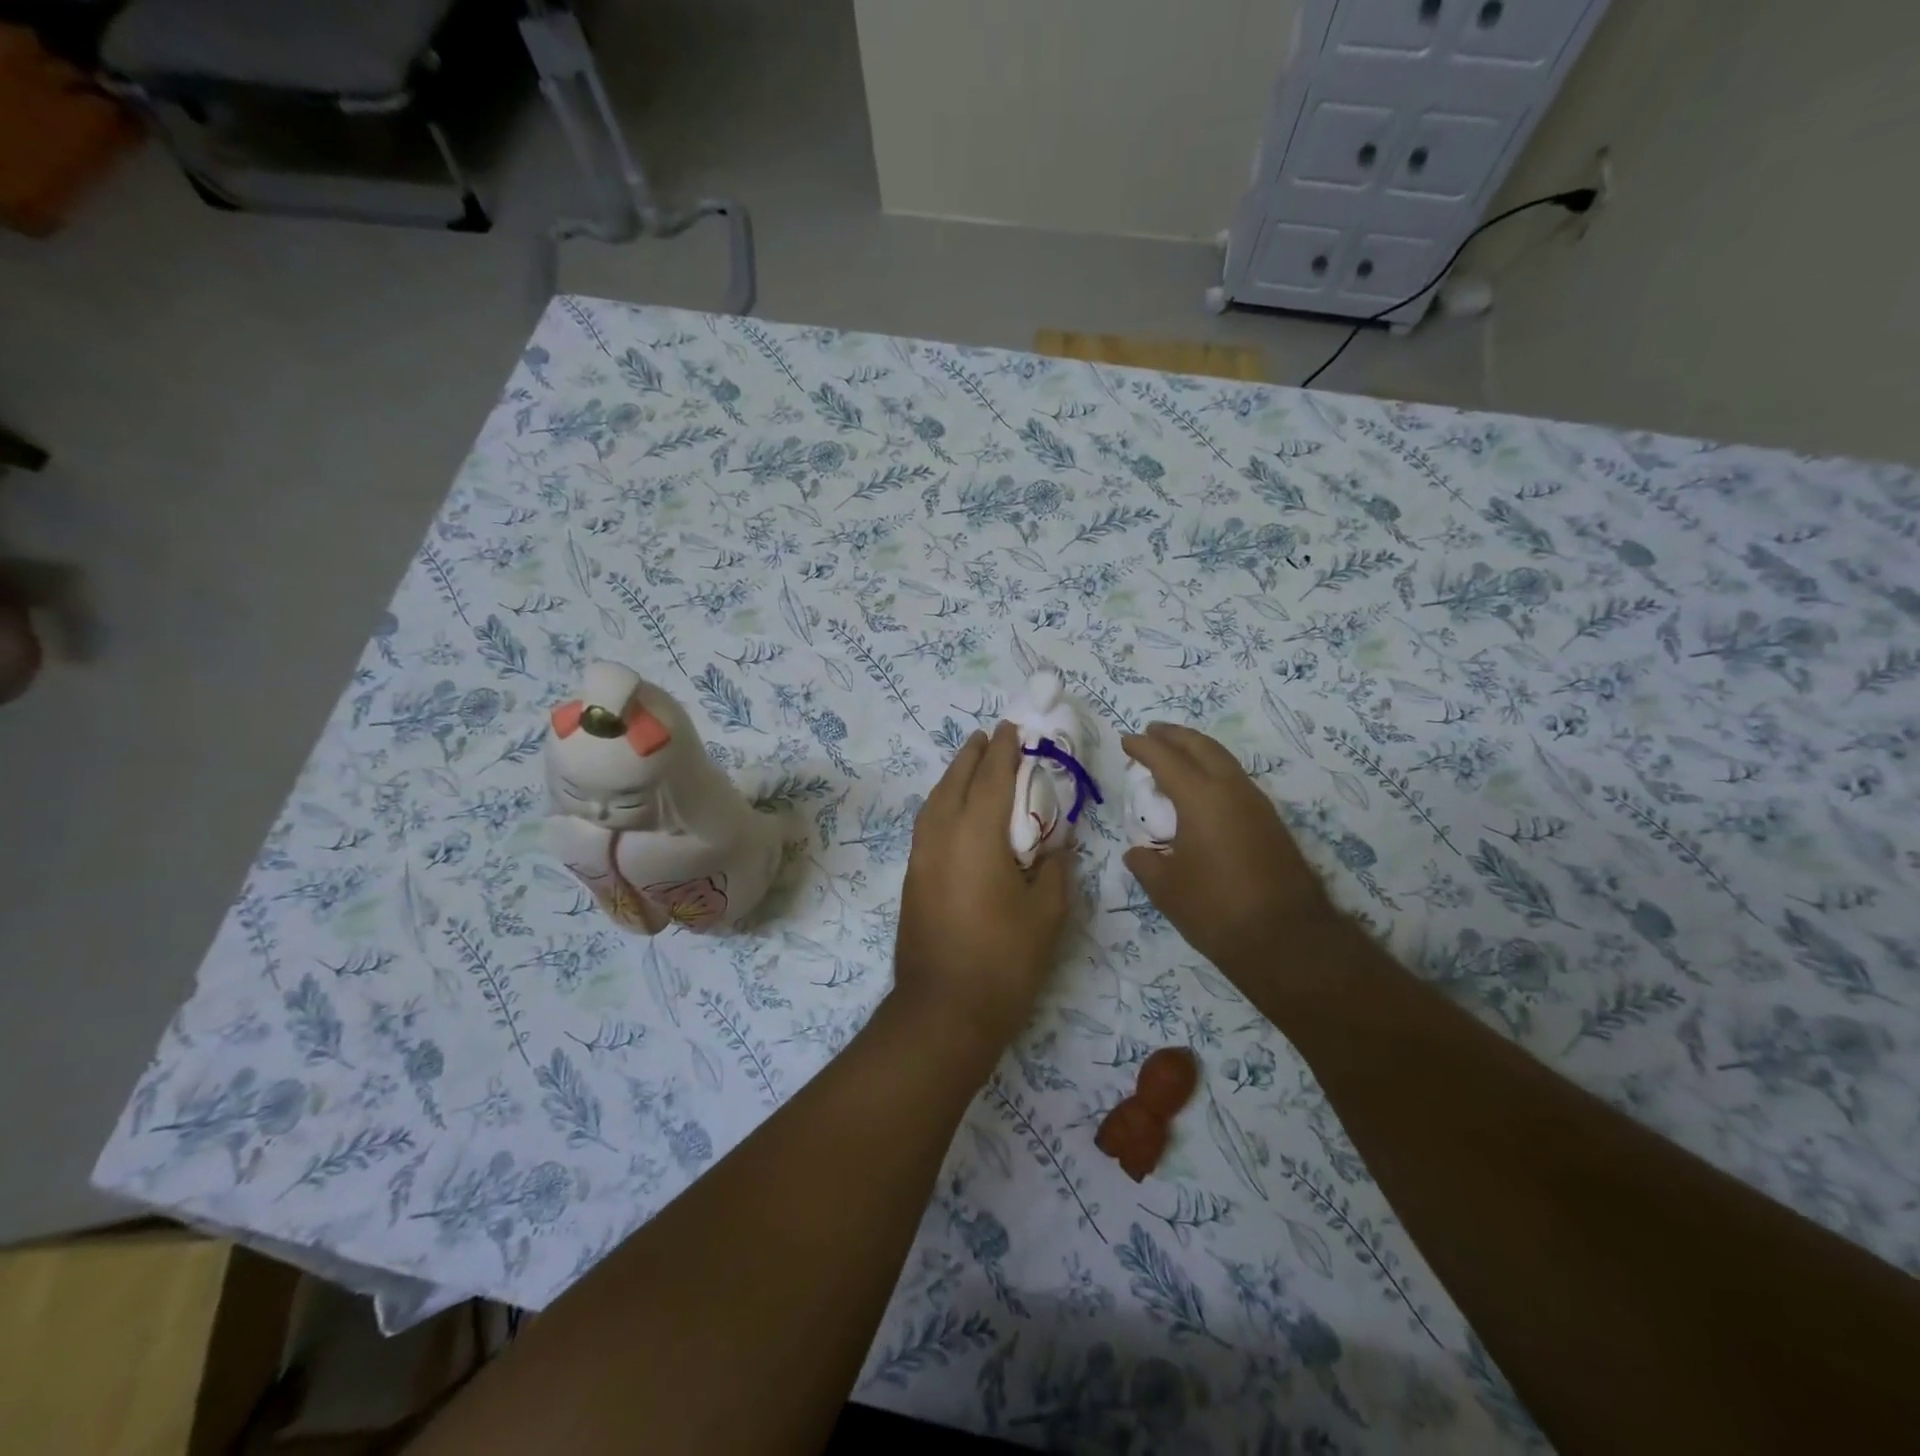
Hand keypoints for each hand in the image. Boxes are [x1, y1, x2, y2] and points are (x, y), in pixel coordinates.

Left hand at [895, 721, 1070, 1061]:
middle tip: (989, 736)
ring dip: (954, 776)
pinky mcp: (913, 878)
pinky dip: (942, 803)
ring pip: (935, 801)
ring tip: (971, 764)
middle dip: (973, 755)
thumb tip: (1055, 844)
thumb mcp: (1047, 913)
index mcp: (977, 835)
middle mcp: (942, 836)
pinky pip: (928, 823)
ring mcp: (921, 857)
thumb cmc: (1004, 960)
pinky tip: (955, 810)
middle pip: (955, 781)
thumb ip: (1054, 868)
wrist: (943, 1010)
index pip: (992, 778)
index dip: (1003, 750)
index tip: (1012, 728)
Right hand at [1121, 722, 1335, 975]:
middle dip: (1175, 735)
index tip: (1126, 741)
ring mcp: (1257, 805)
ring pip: (1224, 761)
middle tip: (1152, 731)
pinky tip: (1204, 790)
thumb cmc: (1215, 909)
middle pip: (1202, 747)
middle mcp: (1232, 790)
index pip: (1166, 759)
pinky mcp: (1271, 823)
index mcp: (1201, 798)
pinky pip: (1236, 781)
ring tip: (1176, 755)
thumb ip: (1146, 862)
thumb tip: (1139, 852)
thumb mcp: (1165, 888)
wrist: (1286, 939)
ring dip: (1198, 751)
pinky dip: (1214, 772)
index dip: (1143, 747)